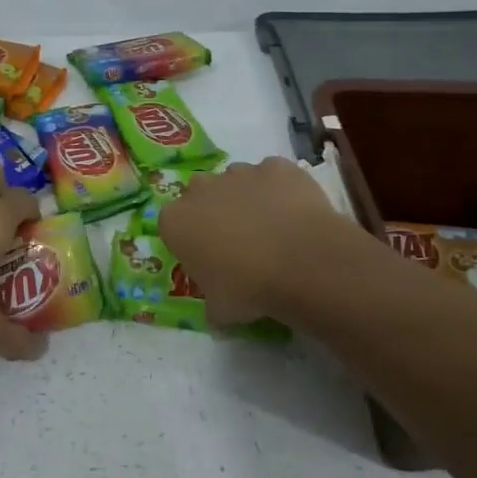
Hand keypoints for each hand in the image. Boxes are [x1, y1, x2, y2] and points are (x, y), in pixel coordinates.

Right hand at [159, 156, 358, 324]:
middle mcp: (201, 188)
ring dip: (247, 199)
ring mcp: (240, 172)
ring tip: (273, 229)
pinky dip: (281, 191)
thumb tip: (218, 311)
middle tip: (238, 241)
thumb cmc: (249, 288)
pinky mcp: (276, 166)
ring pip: (237, 181)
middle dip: (215, 212)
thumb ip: (212, 304)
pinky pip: (273, 176)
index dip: (191, 241)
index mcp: (176, 220)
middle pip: (201, 195)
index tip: (209, 259)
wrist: (303, 262)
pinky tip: (296, 215)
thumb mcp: (220, 309)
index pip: (173, 225)